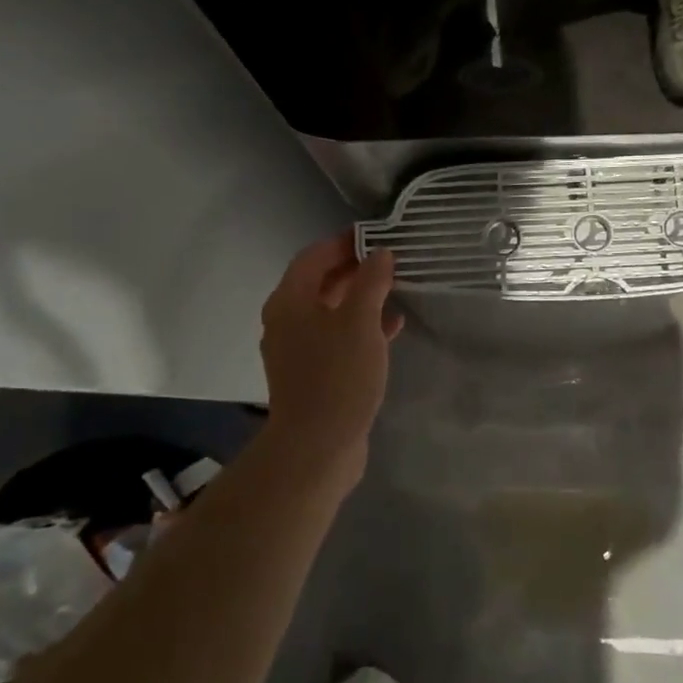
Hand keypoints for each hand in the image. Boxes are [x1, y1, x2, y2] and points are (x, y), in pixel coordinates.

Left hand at [258, 233, 401, 484]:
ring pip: (330, 311)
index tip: (377, 235)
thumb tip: (380, 253)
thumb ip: (371, 281)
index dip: (344, 242)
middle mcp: (286, 320)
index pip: (314, 256)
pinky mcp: (312, 373)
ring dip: (360, 298)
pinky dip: (360, 327)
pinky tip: (392, 328)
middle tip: (390, 261)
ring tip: (395, 289)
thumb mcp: (361, 320)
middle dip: (354, 269)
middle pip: (320, 282)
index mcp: (290, 300)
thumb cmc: (338, 374)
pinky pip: (336, 338)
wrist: (317, 447)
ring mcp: (297, 349)